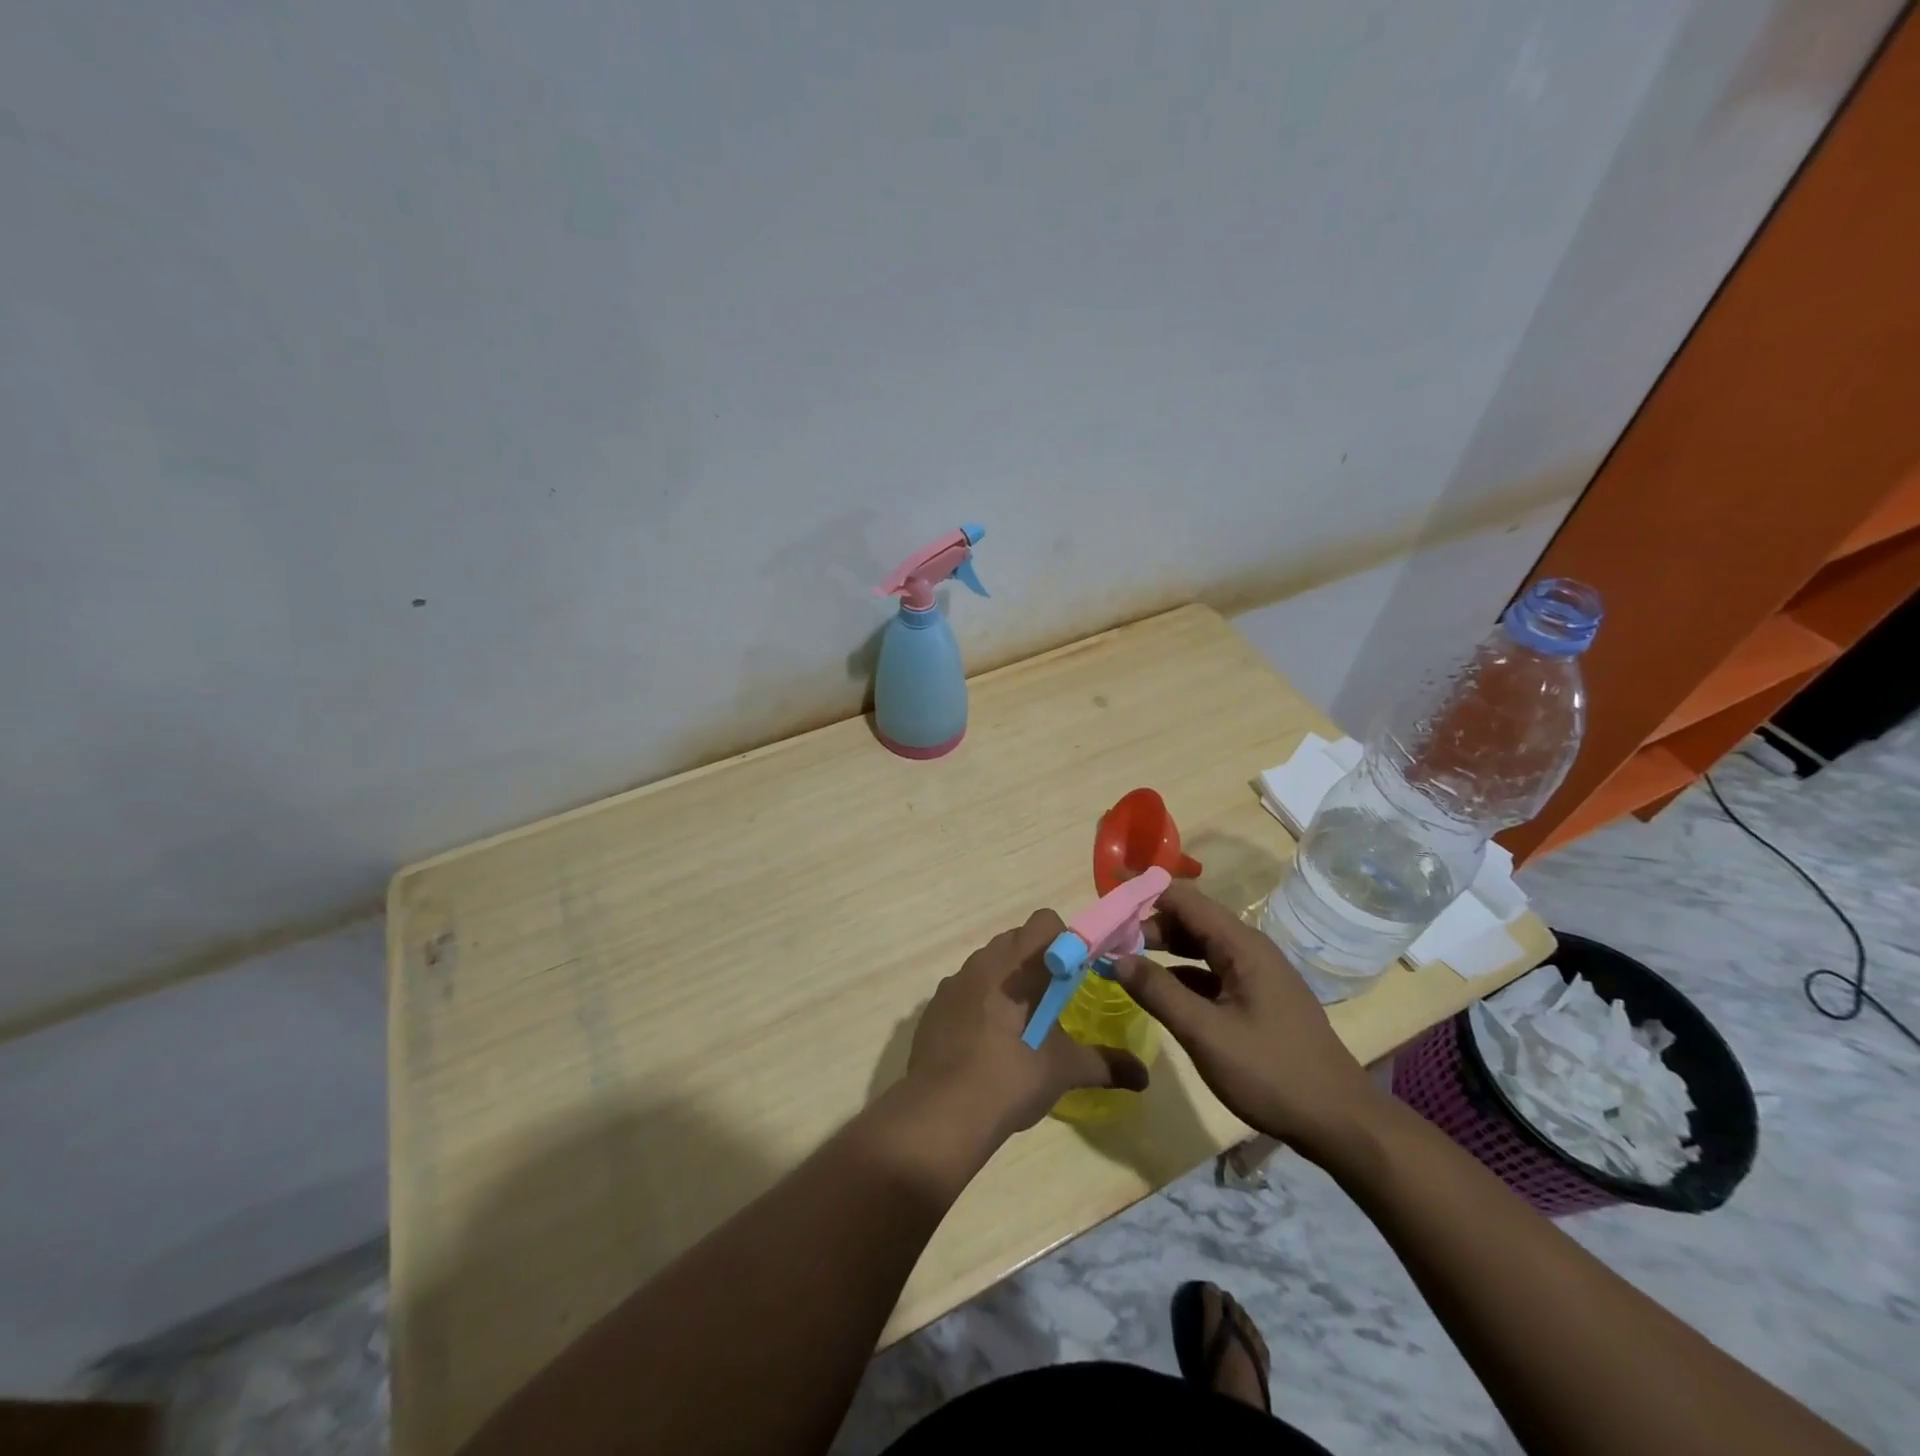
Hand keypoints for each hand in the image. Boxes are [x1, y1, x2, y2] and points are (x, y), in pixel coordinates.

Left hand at [906, 909, 1150, 1141]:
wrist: (941, 1112)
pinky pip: (965, 988)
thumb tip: (1144, 1077)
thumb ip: (1105, 1064)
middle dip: (1038, 961)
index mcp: (1018, 964)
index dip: (1065, 942)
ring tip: (1020, 1023)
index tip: (1076, 976)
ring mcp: (954, 982)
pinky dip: (980, 1001)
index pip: (1045, 922)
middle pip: (1017, 939)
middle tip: (1054, 1001)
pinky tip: (986, 1040)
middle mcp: (983, 961)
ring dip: (1008, 980)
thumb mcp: (1064, 1070)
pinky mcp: (934, 1005)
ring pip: (988, 962)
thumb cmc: (1011, 1077)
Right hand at [1111, 880, 1381, 1160]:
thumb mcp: (1205, 1033)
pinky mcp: (1258, 999)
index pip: (1184, 899)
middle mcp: (1249, 949)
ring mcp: (1256, 975)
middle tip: (1108, 941)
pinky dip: (1181, 974)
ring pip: (1200, 946)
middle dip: (1148, 925)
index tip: (1107, 895)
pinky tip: (1160, 991)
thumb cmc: (1271, 1072)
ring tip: (1124, 962)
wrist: (1339, 1121)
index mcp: (1241, 946)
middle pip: (1191, 920)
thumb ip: (1158, 992)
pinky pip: (1211, 972)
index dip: (1144, 893)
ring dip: (1163, 950)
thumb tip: (1116, 958)